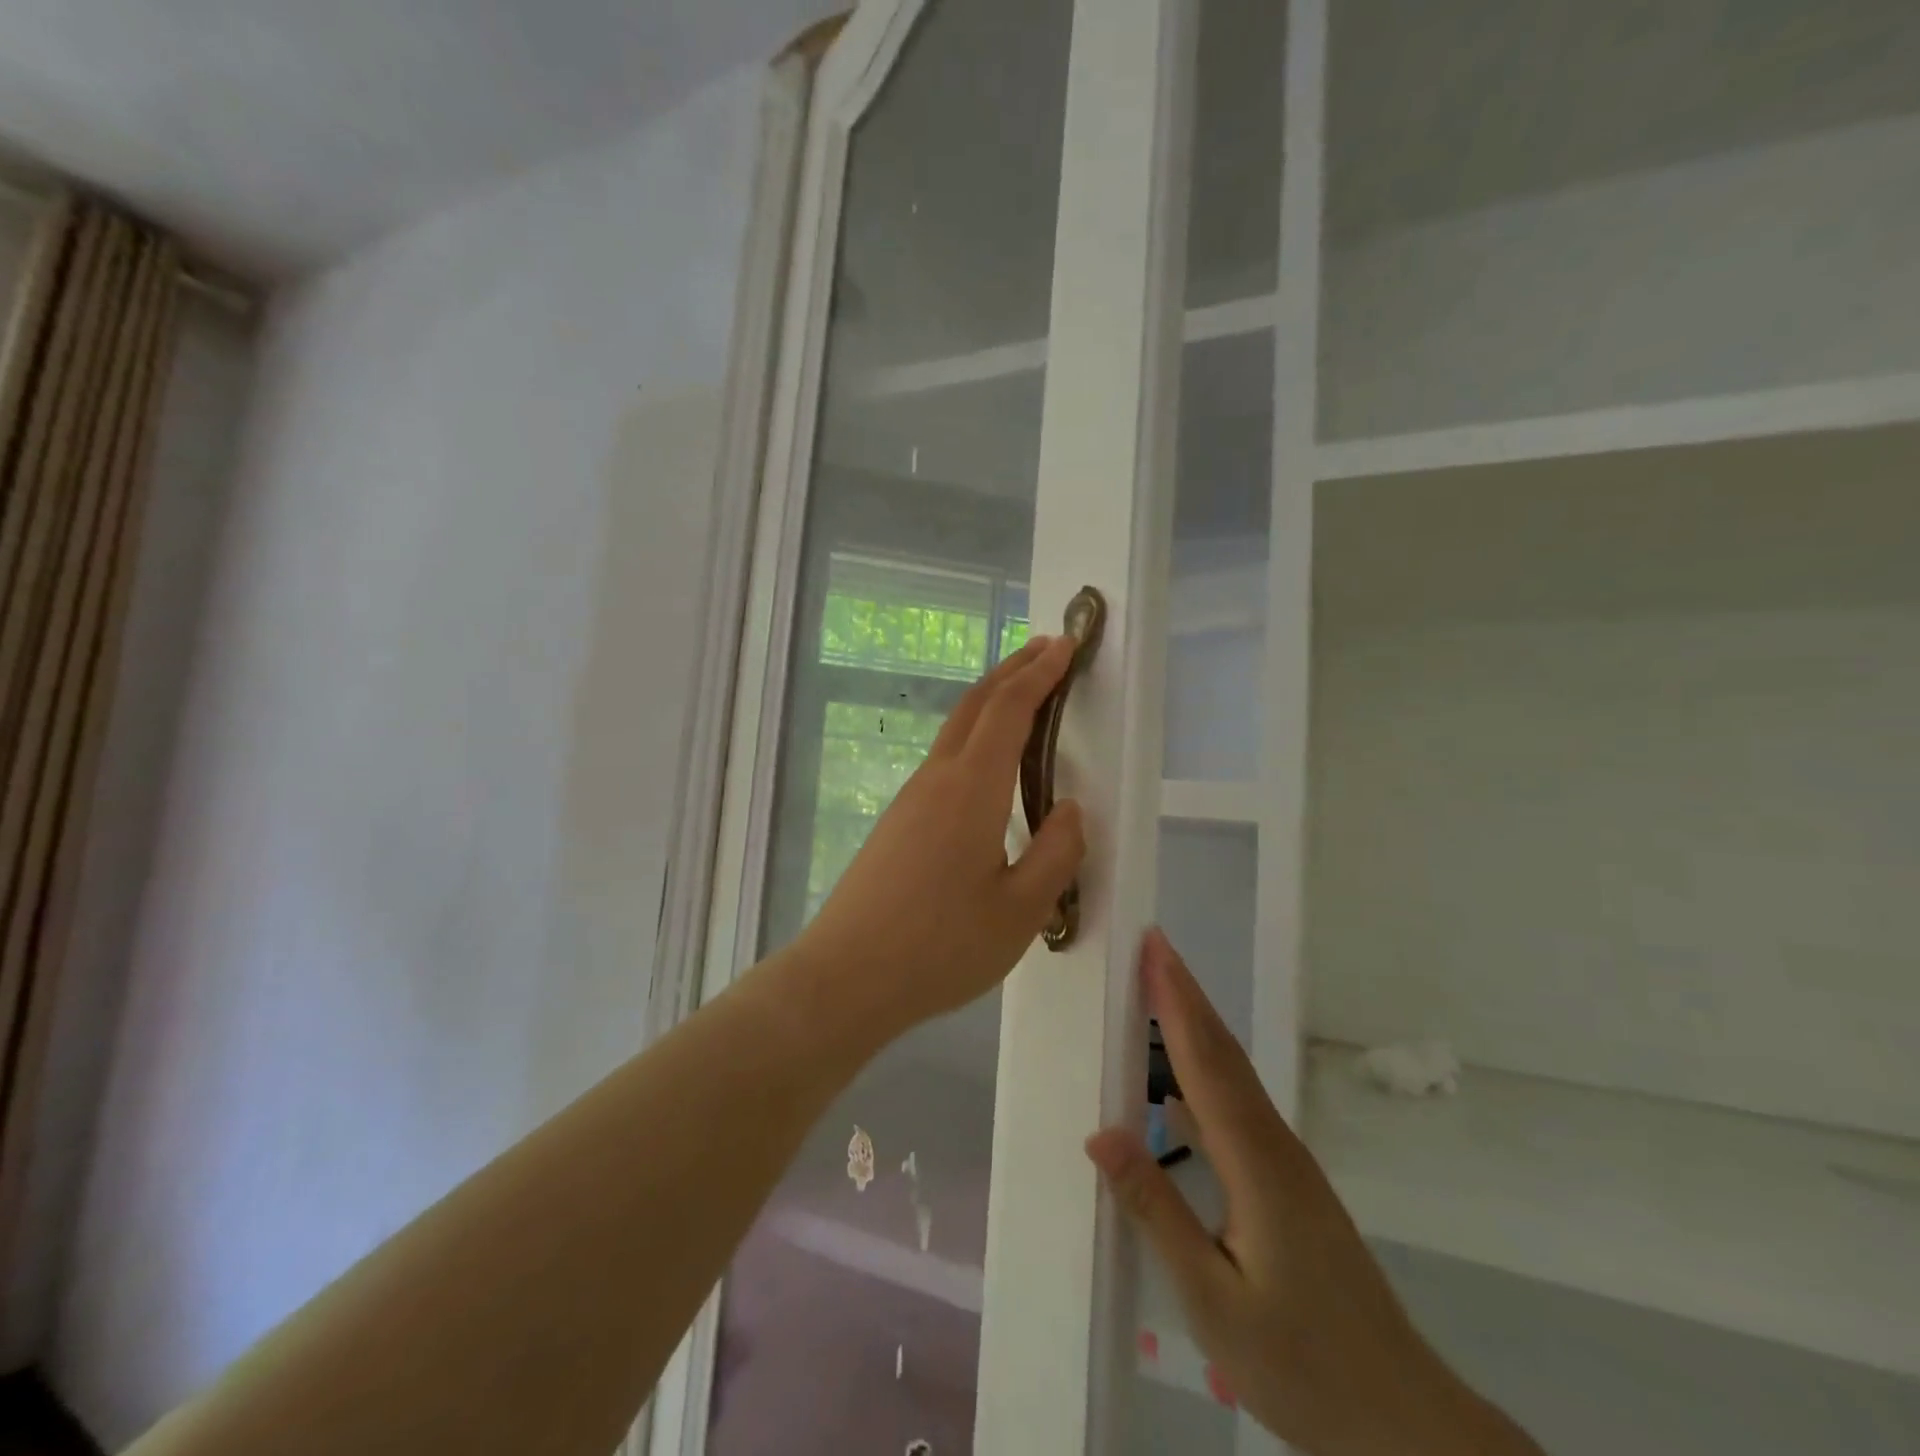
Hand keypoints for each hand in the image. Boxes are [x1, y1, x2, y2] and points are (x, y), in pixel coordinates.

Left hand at [795, 636, 1086, 1038]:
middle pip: (975, 705)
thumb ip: (1056, 854)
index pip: (1009, 710)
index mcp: (970, 789)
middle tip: (1046, 651)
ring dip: (991, 702)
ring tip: (1024, 697)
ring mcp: (910, 800)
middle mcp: (936, 779)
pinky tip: (987, 766)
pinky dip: (973, 737)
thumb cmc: (939, 947)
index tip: (1065, 644)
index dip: (1040, 673)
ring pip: (955, 731)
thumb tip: (1069, 810)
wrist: (845, 978)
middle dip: (1012, 671)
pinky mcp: (896, 822)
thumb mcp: (1020, 911)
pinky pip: (943, 760)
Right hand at [1086, 931, 1541, 1455]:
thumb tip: (1100, 1133)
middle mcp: (1273, 1146)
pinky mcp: (1287, 1184)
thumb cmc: (1302, 1365)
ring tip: (1158, 994)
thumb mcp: (1212, 1300)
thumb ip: (1156, 1210)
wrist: (1403, 1421)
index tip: (1154, 949)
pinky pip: (1236, 1110)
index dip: (1177, 1002)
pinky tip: (1174, 1091)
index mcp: (1255, 1164)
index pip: (1207, 1063)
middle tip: (1151, 947)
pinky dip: (1203, 1075)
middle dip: (1185, 994)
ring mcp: (1285, 1164)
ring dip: (1195, 1027)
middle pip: (1223, 1054)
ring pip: (1232, 1078)